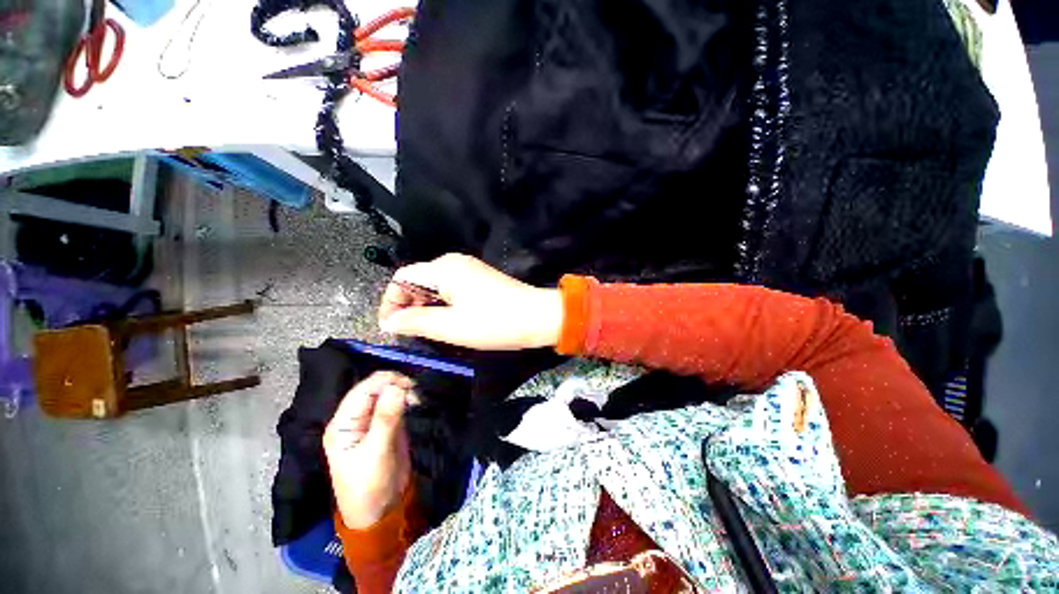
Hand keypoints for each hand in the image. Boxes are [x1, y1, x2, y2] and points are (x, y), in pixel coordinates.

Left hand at [324, 371, 413, 529]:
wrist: (381, 512)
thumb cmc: (370, 486)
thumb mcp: (377, 453)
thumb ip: (386, 419)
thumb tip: (396, 387)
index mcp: (343, 424)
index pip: (362, 390)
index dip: (385, 381)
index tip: (410, 385)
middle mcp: (354, 418)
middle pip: (374, 388)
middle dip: (396, 385)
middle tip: (416, 394)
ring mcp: (370, 421)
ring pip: (386, 393)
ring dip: (403, 391)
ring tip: (417, 400)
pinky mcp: (386, 425)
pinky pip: (395, 404)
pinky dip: (406, 399)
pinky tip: (415, 403)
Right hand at [378, 253, 562, 349]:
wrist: (537, 317)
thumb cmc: (494, 322)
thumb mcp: (450, 326)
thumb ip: (415, 322)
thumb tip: (389, 322)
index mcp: (443, 268)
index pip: (402, 278)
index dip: (390, 302)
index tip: (390, 327)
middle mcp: (454, 262)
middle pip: (418, 280)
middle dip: (408, 305)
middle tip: (409, 333)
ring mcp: (470, 270)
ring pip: (435, 286)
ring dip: (426, 307)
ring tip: (427, 331)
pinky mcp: (481, 279)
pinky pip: (452, 289)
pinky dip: (443, 305)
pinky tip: (448, 321)